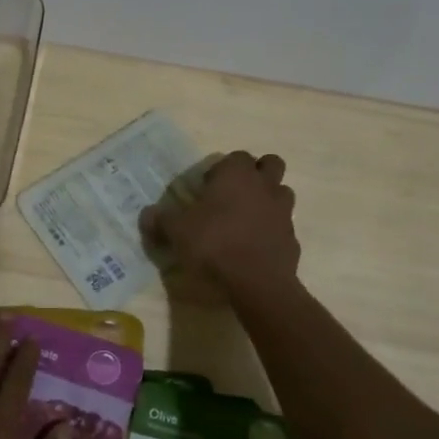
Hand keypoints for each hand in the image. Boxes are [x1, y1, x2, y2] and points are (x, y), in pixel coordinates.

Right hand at [140, 150, 300, 296]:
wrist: (256, 282)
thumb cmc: (214, 243)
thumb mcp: (176, 231)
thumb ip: (161, 220)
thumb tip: (146, 214)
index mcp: (236, 174)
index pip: (235, 157)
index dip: (222, 169)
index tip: (207, 187)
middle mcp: (264, 185)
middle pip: (270, 164)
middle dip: (256, 173)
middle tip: (234, 193)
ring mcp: (283, 211)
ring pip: (281, 192)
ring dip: (267, 199)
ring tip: (246, 218)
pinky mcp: (292, 237)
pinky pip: (283, 225)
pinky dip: (271, 230)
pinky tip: (254, 246)